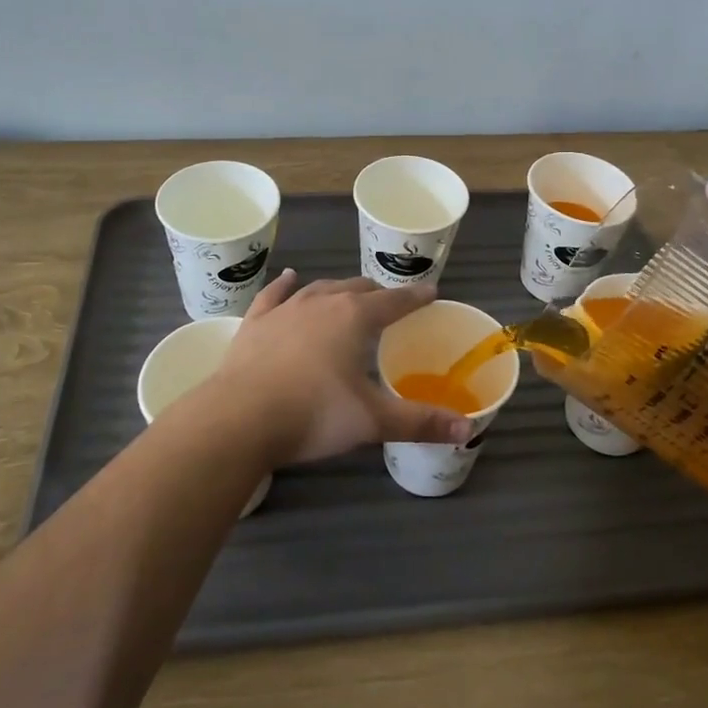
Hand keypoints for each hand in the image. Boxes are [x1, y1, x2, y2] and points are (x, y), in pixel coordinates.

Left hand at [206, 271, 473, 466]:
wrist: (240, 417)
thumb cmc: (314, 414)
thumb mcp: (372, 421)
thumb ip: (420, 422)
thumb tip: (467, 430)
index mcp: (356, 317)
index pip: (395, 301)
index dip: (415, 298)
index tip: (430, 292)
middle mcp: (323, 302)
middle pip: (358, 288)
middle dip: (378, 294)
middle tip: (390, 305)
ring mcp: (286, 309)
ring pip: (320, 288)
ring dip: (339, 289)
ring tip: (349, 293)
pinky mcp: (256, 322)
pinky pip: (275, 294)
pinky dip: (285, 285)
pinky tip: (290, 278)